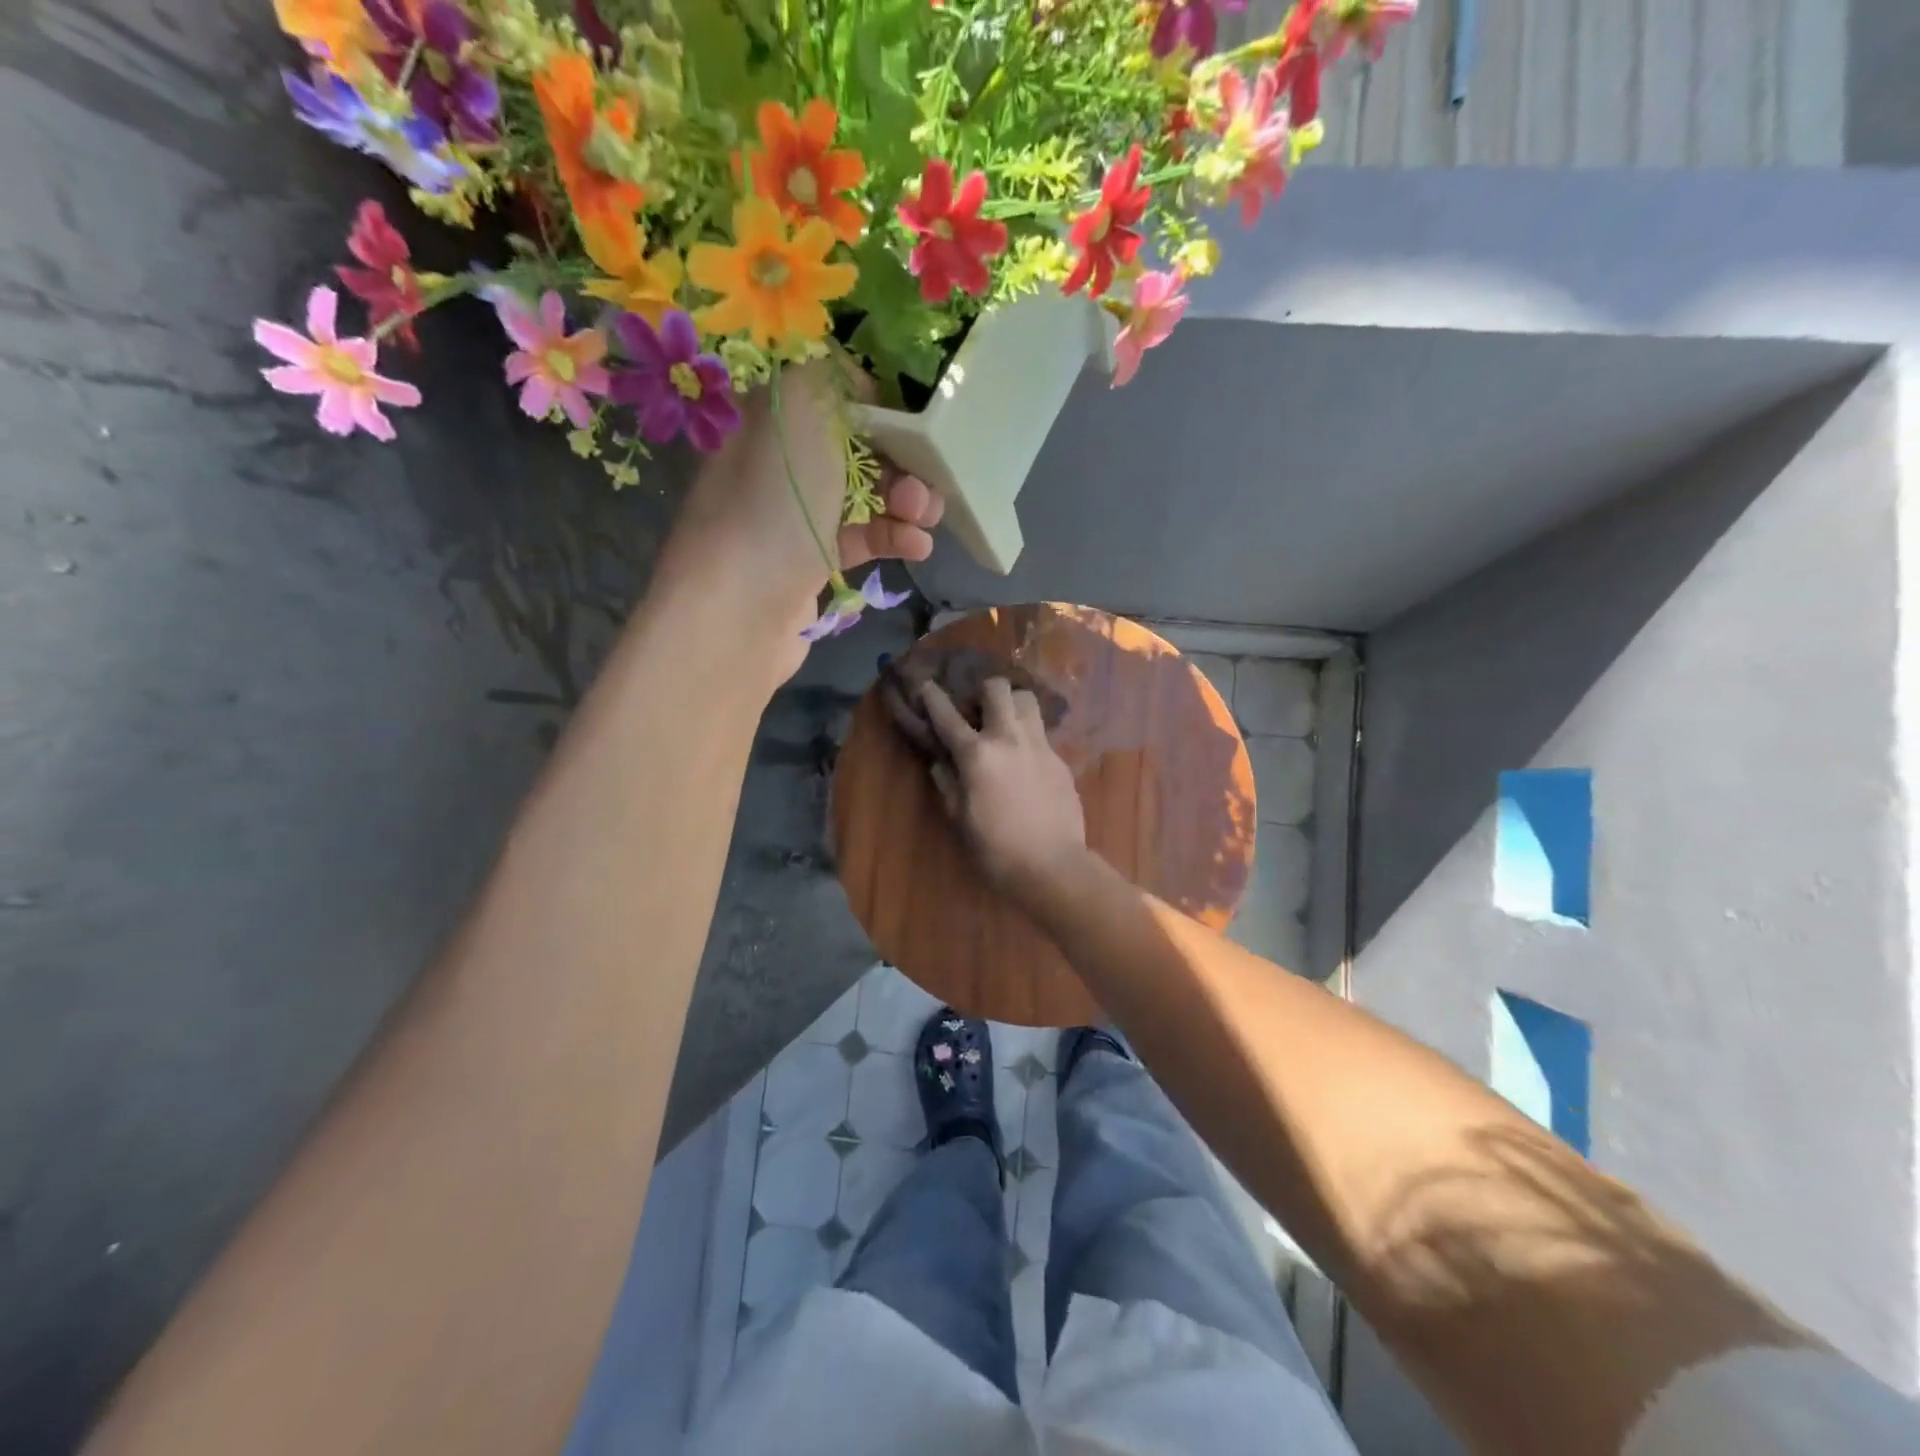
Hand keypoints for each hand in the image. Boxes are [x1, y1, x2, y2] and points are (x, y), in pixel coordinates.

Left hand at [661, 356, 943, 670]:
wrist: (740, 608)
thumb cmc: (773, 501)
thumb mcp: (801, 408)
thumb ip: (830, 375)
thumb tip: (856, 385)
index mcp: (770, 416)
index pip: (834, 397)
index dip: (881, 408)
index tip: (916, 427)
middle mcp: (779, 461)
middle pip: (857, 448)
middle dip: (902, 460)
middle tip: (925, 483)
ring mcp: (793, 515)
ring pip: (863, 496)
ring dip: (905, 502)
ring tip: (925, 518)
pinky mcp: (810, 561)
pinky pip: (860, 538)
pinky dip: (893, 538)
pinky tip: (918, 547)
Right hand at [919, 678, 1087, 901]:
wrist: (1053, 866)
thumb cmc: (996, 849)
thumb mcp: (960, 819)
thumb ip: (948, 784)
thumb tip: (941, 762)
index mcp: (977, 755)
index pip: (948, 717)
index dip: (933, 697)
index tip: (926, 684)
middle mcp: (1009, 739)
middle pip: (998, 689)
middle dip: (983, 691)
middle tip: (977, 711)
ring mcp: (1040, 746)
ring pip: (1027, 700)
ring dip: (1012, 704)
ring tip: (1004, 725)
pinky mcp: (1060, 760)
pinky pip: (1042, 733)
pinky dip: (1028, 736)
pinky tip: (1024, 760)